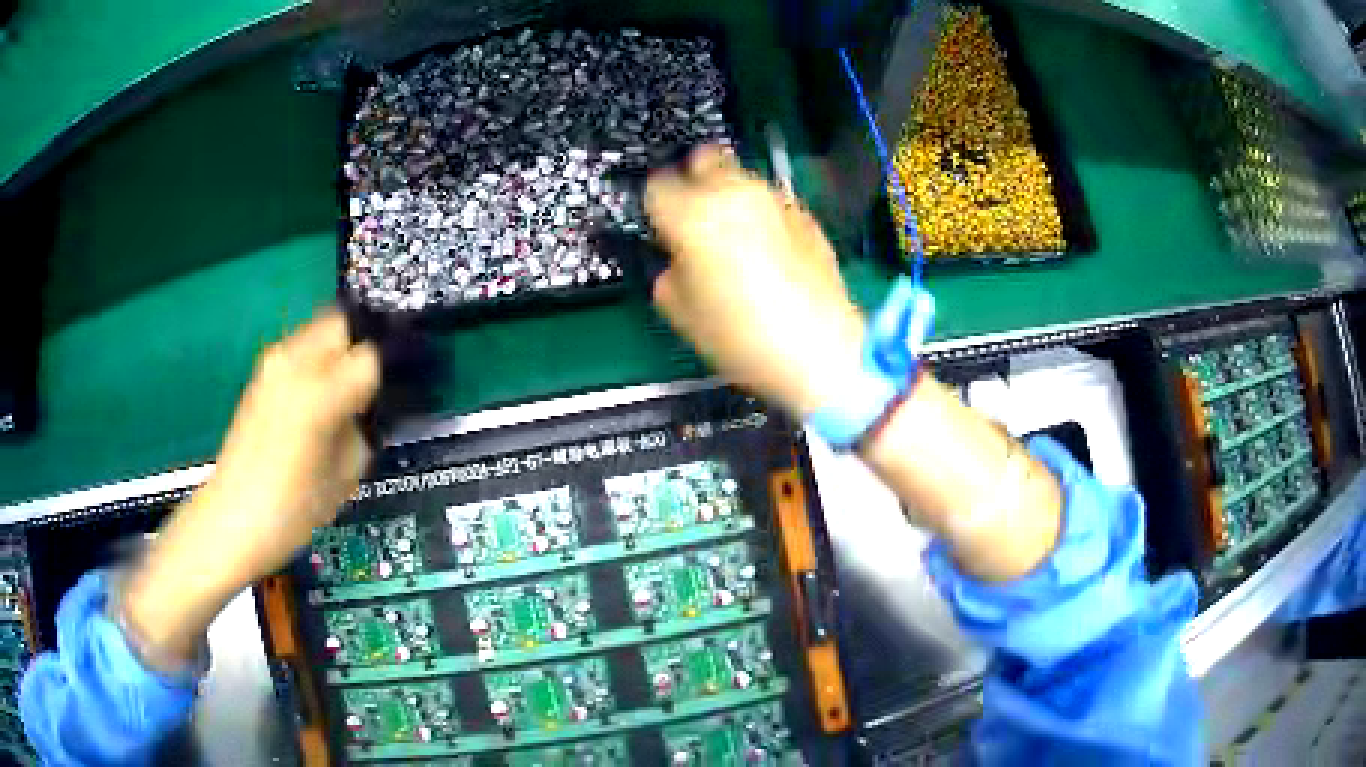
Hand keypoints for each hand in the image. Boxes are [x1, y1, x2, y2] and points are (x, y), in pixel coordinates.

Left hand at [122, 310, 380, 663]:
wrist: (232, 519)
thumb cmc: (292, 510)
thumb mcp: (345, 476)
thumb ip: (363, 429)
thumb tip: (368, 407)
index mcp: (319, 391)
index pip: (370, 356)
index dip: (385, 376)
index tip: (389, 398)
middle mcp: (294, 362)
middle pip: (342, 322)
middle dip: (360, 347)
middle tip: (370, 386)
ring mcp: (273, 363)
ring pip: (320, 330)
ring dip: (337, 352)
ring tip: (344, 392)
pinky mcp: (261, 373)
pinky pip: (300, 350)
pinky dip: (316, 362)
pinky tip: (317, 400)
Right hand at [645, 146, 866, 418]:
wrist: (820, 348)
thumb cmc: (740, 336)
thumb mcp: (680, 311)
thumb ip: (669, 271)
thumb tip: (677, 258)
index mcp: (693, 214)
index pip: (657, 186)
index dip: (656, 207)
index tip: (662, 229)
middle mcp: (733, 193)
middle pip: (703, 160)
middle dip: (693, 181)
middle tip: (696, 218)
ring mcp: (774, 199)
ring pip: (740, 177)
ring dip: (729, 195)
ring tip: (735, 235)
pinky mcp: (805, 213)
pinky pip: (771, 201)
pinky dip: (762, 214)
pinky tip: (770, 250)